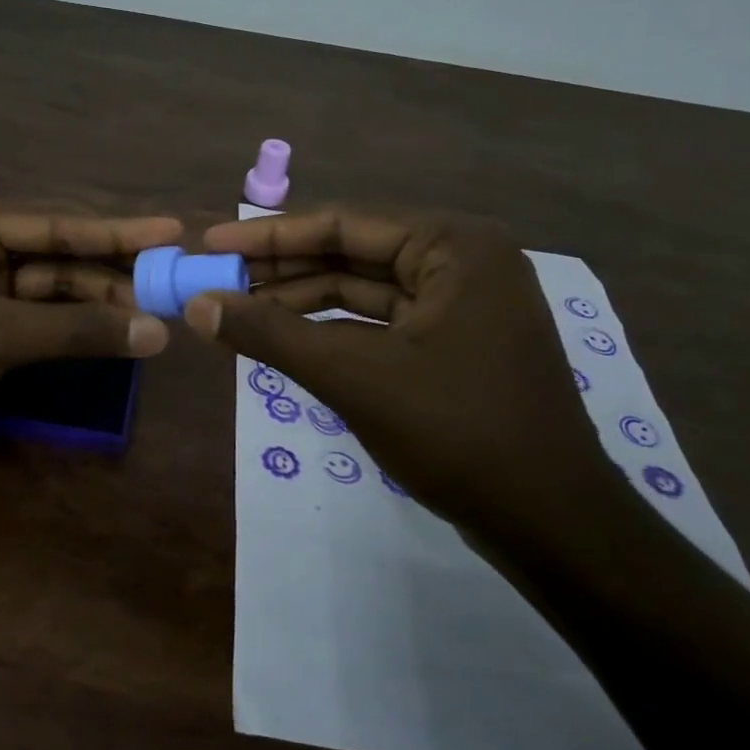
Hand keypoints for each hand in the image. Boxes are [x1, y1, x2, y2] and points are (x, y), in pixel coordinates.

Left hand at [0, 198, 180, 475]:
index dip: (117, 229)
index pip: (55, 220)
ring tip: (151, 312)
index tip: (172, 230)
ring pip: (47, 286)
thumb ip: (76, 330)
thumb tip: (158, 330)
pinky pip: (34, 316)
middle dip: (109, 268)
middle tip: (170, 279)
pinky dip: (69, 326)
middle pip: (55, 251)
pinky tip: (109, 332)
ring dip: (93, 300)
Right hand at [188, 206, 618, 554]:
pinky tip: (284, 341)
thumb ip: (271, 335)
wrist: (553, 526)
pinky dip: (331, 331)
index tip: (212, 244)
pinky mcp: (453, 344)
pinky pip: (378, 323)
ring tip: (237, 313)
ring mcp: (461, 304)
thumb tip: (196, 306)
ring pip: (362, 291)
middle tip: (216, 281)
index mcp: (453, 245)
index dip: (269, 236)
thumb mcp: (354, 377)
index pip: (343, 223)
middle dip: (281, 271)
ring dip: (300, 302)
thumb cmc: (459, 433)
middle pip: (351, 253)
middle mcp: (461, 261)